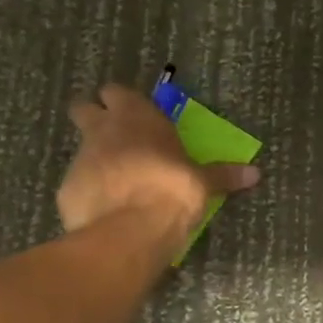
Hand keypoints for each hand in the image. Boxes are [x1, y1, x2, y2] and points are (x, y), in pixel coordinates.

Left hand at [58, 85, 259, 240]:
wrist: (130, 231)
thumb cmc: (173, 191)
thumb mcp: (204, 183)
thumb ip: (224, 175)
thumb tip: (255, 174)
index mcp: (137, 117)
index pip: (116, 91)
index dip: (122, 102)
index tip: (134, 115)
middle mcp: (103, 130)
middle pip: (84, 108)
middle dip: (94, 118)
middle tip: (115, 138)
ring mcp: (80, 159)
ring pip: (81, 147)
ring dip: (95, 158)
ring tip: (117, 181)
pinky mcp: (67, 189)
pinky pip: (78, 184)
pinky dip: (90, 192)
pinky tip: (106, 210)